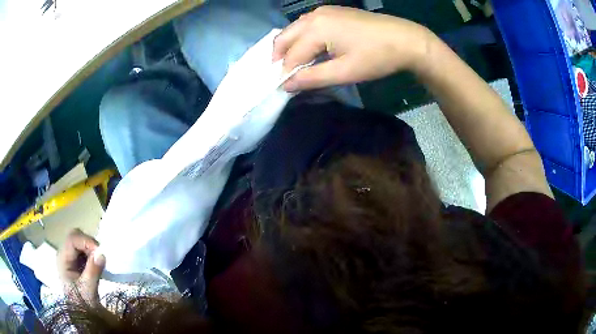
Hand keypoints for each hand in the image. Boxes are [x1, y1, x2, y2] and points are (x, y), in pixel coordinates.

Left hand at [57, 229, 105, 304]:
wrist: (82, 315)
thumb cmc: (82, 304)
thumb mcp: (88, 290)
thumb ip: (93, 272)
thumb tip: (102, 253)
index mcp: (62, 259)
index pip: (72, 240)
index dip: (86, 241)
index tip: (100, 251)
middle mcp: (64, 254)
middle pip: (75, 236)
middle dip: (89, 242)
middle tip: (101, 254)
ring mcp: (69, 257)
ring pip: (80, 241)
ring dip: (91, 248)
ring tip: (99, 260)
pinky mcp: (76, 261)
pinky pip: (84, 249)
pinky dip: (92, 253)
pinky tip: (97, 263)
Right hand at [273, 6, 435, 91]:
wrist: (405, 39)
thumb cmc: (377, 57)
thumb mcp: (344, 72)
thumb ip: (312, 78)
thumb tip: (286, 85)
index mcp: (316, 29)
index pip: (290, 55)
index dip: (285, 73)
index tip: (283, 89)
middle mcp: (314, 16)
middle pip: (285, 37)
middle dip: (279, 57)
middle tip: (283, 76)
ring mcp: (323, 11)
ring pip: (294, 29)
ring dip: (290, 47)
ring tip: (295, 65)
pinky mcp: (332, 11)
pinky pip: (307, 24)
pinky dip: (302, 38)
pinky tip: (310, 49)